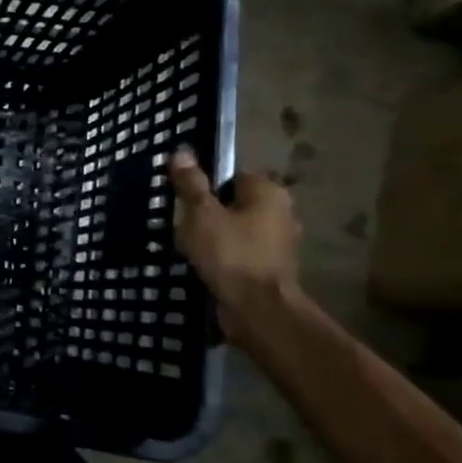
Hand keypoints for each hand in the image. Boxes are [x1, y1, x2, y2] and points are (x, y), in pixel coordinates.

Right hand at [168, 145, 301, 344]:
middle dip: (208, 211)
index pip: (232, 174)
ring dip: (215, 235)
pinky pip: (240, 252)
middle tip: (180, 221)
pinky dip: (223, 256)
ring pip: (236, 228)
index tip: (182, 197)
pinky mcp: (270, 268)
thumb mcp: (201, 214)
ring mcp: (278, 243)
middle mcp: (280, 213)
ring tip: (187, 245)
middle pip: (233, 202)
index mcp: (268, 192)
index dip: (205, 183)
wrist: (257, 310)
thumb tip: (182, 152)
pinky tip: (203, 264)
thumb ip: (191, 184)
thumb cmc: (230, 253)